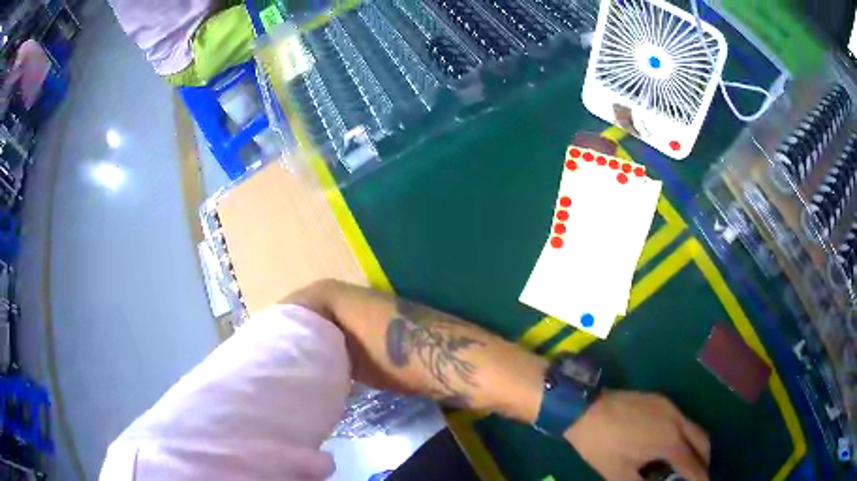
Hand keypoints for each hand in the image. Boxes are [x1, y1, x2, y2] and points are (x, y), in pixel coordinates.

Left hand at [564, 391, 709, 480]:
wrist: (585, 408)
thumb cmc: (601, 445)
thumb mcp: (618, 473)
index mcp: (669, 441)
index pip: (692, 464)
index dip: (700, 478)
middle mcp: (677, 420)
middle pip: (702, 441)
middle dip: (704, 460)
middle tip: (698, 474)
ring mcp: (671, 406)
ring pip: (695, 427)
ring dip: (697, 445)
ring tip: (688, 462)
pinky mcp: (662, 399)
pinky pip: (683, 418)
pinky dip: (686, 433)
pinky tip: (674, 444)